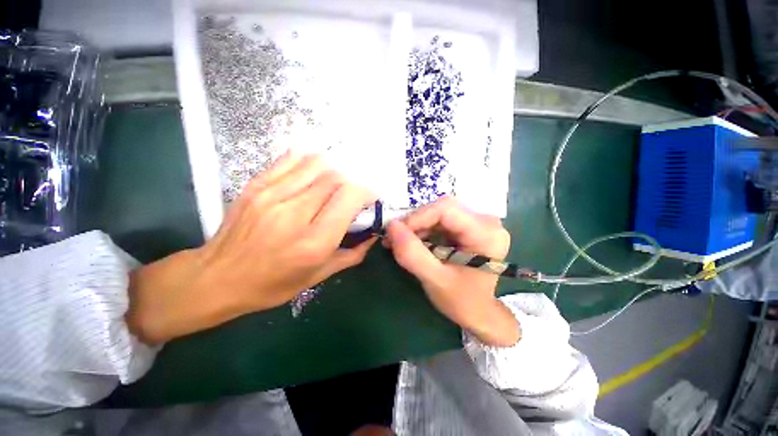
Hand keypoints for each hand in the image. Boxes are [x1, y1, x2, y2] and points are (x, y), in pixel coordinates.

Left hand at [126, 152, 375, 343]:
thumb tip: (373, 234)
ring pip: (317, 163)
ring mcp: (271, 195)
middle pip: (336, 177)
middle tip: (352, 196)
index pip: (349, 197)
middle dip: (352, 183)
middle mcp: (294, 213)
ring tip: (334, 186)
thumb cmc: (272, 284)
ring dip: (334, 171)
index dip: (367, 192)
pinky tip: (313, 174)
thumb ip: (352, 254)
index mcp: (313, 241)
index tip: (370, 199)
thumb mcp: (319, 276)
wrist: (217, 278)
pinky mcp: (256, 185)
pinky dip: (310, 162)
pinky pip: (291, 159)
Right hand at [384, 197, 519, 346]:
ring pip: (439, 211)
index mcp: (486, 234)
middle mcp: (487, 221)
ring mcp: (479, 222)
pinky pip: (441, 219)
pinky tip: (414, 241)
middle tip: (395, 238)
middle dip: (416, 222)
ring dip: (417, 225)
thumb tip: (391, 226)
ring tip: (400, 241)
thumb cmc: (461, 301)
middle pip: (443, 208)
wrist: (478, 311)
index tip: (396, 233)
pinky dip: (424, 228)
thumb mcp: (435, 280)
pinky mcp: (469, 225)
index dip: (418, 217)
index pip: (446, 209)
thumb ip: (412, 254)